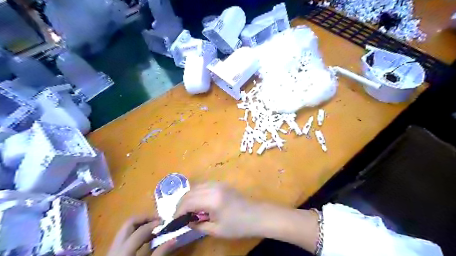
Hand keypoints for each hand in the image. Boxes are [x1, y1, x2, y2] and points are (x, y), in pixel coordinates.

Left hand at [107, 216, 175, 255]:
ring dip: (141, 225)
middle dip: (145, 218)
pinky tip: (146, 239)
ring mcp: (112, 250)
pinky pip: (125, 237)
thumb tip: (174, 239)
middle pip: (129, 223)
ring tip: (154, 229)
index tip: (165, 222)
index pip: (140, 231)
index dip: (153, 224)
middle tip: (158, 220)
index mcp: (124, 252)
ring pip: (126, 229)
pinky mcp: (113, 253)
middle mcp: (115, 247)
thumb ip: (160, 253)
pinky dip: (136, 233)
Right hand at [175, 182, 261, 237]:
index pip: (188, 202)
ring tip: (187, 210)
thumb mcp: (216, 230)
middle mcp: (213, 187)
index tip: (174, 221)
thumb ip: (198, 225)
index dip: (178, 211)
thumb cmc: (238, 226)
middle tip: (179, 216)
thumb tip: (187, 221)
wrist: (257, 215)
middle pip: (190, 192)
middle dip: (181, 203)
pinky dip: (197, 192)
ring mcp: (218, 184)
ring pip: (196, 186)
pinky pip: (204, 185)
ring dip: (189, 197)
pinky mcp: (222, 184)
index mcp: (212, 199)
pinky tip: (198, 202)